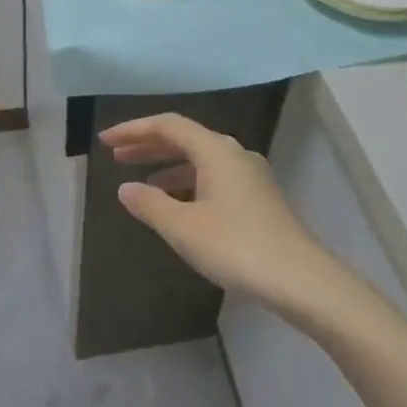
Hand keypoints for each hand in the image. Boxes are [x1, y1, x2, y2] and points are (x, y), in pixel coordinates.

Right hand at [100, 113, 347, 314]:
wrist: (301, 280)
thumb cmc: (236, 247)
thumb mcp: (183, 227)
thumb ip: (150, 204)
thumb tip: (126, 188)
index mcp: (216, 150)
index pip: (168, 126)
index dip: (133, 130)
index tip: (105, 141)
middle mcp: (234, 154)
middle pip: (185, 139)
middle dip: (149, 146)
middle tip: (117, 156)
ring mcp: (250, 176)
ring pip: (201, 160)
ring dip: (168, 166)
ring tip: (141, 182)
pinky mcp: (258, 199)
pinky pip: (214, 178)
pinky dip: (188, 183)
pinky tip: (177, 205)